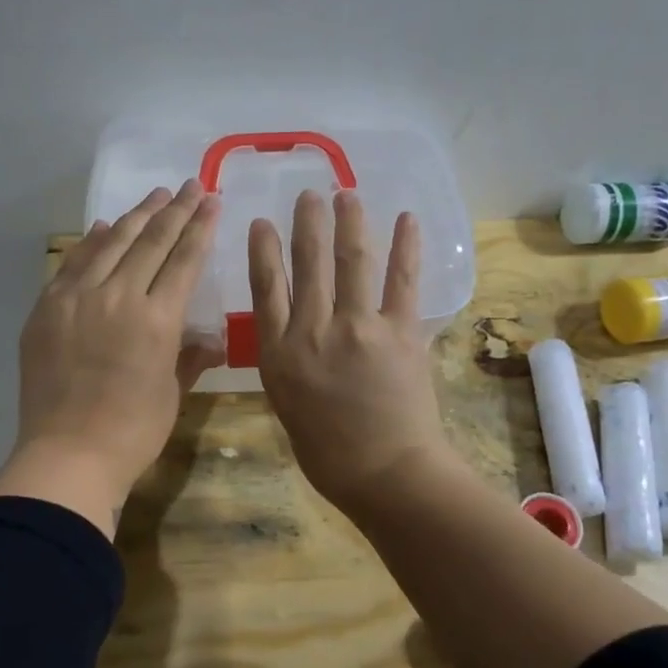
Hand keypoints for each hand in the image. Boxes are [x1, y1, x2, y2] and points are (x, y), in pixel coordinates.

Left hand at [0, 180, 223, 535]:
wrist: (67, 455)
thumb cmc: (132, 433)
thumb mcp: (172, 394)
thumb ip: (189, 356)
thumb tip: (208, 337)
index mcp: (157, 319)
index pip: (183, 260)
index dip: (200, 228)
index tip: (211, 201)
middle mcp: (117, 297)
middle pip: (150, 242)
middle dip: (174, 211)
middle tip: (191, 186)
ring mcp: (76, 299)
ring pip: (110, 244)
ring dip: (135, 217)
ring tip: (155, 197)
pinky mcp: (46, 309)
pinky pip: (72, 264)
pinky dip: (90, 243)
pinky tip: (102, 228)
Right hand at [248, 189, 454, 518]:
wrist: (383, 473)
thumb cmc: (327, 451)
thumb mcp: (286, 404)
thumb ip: (286, 361)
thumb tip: (295, 331)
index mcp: (279, 353)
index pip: (266, 288)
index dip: (262, 250)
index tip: (262, 221)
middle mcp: (313, 331)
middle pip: (306, 264)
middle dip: (306, 223)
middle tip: (308, 194)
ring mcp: (358, 328)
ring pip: (350, 262)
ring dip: (348, 222)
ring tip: (345, 194)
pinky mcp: (401, 332)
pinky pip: (402, 281)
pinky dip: (405, 247)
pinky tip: (405, 219)